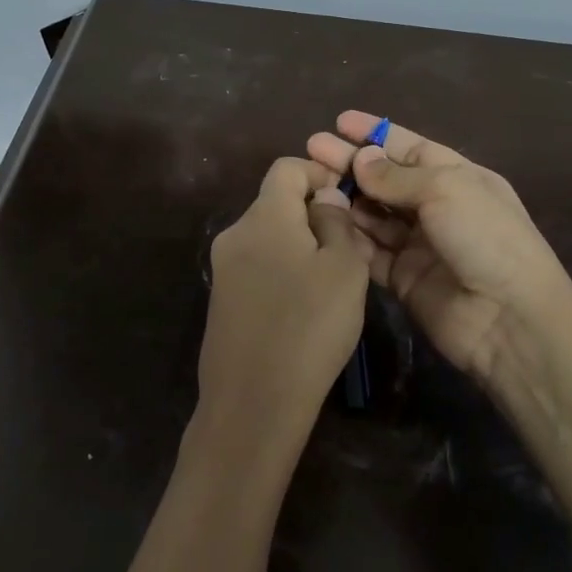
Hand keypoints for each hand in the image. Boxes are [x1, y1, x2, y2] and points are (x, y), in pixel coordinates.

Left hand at [196, 156, 374, 460]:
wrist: (253, 403)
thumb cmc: (309, 327)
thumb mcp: (345, 269)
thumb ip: (337, 222)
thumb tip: (324, 199)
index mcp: (264, 216)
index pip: (286, 168)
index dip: (319, 173)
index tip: (347, 200)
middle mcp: (235, 233)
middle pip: (276, 203)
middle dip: (314, 215)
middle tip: (350, 248)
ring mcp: (223, 269)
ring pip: (268, 237)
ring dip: (300, 245)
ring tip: (333, 282)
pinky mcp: (221, 300)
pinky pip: (257, 267)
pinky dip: (282, 271)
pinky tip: (304, 307)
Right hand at [306, 112, 571, 387]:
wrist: (509, 319)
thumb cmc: (485, 238)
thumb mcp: (445, 189)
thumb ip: (396, 176)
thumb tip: (360, 158)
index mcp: (457, 177)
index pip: (409, 148)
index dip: (375, 133)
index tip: (339, 122)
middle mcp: (437, 207)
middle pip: (386, 179)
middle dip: (351, 163)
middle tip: (312, 148)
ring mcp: (419, 244)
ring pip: (373, 215)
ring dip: (346, 198)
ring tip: (312, 183)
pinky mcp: (402, 278)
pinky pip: (369, 252)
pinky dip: (348, 236)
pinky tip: (322, 220)